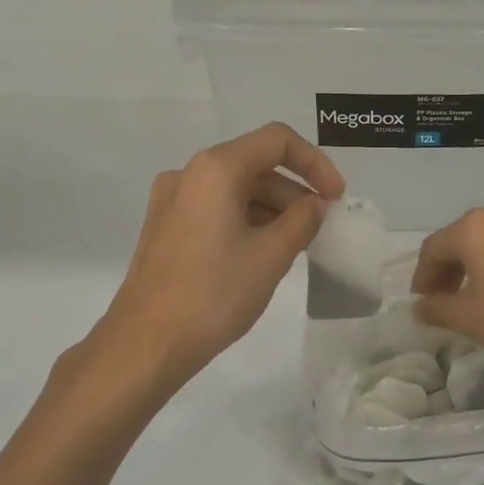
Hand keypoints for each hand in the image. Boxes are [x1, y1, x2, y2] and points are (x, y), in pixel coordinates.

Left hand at [97, 123, 344, 387]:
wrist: (147, 343)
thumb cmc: (214, 294)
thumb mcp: (271, 256)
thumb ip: (302, 221)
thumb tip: (315, 204)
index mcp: (215, 169)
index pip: (277, 141)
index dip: (315, 163)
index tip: (336, 198)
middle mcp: (189, 174)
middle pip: (255, 165)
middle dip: (294, 192)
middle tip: (320, 229)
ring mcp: (172, 201)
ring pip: (235, 190)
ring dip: (272, 210)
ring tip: (297, 247)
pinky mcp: (165, 227)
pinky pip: (216, 210)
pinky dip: (247, 222)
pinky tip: (263, 254)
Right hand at [410, 206, 483, 376]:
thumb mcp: (468, 318)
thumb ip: (436, 309)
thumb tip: (421, 307)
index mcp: (473, 228)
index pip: (433, 249)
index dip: (422, 278)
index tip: (421, 304)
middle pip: (460, 241)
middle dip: (445, 272)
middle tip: (441, 303)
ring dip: (471, 269)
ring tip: (469, 301)